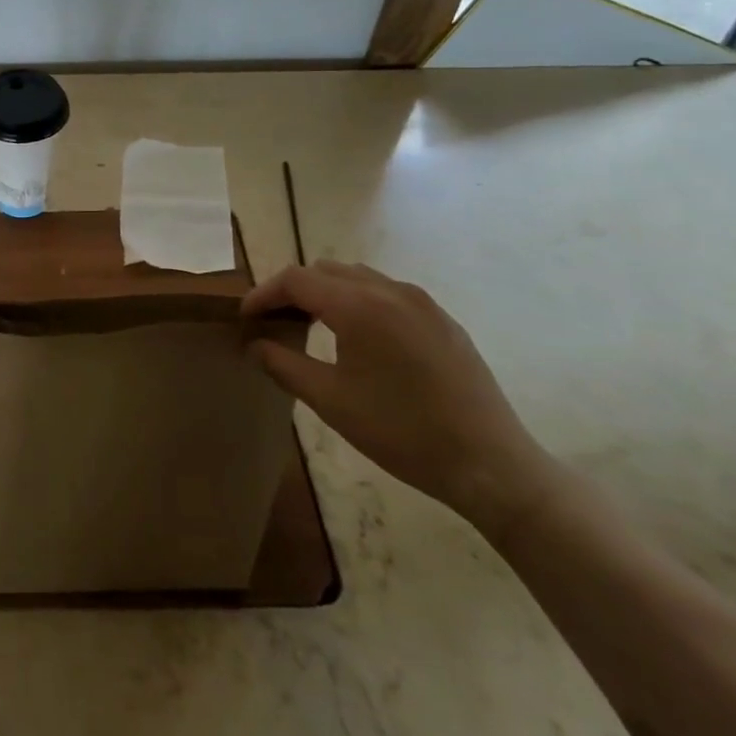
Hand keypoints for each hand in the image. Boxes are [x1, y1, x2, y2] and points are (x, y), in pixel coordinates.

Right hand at [242, 261, 553, 535]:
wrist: (490, 464)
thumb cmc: (402, 433)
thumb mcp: (331, 402)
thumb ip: (284, 365)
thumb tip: (255, 345)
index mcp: (359, 306)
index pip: (296, 280)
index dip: (264, 294)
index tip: (245, 318)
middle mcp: (389, 290)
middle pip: (325, 271)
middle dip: (293, 289)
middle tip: (274, 322)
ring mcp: (421, 302)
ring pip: (358, 277)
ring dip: (326, 292)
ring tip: (311, 325)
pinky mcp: (442, 319)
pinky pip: (387, 293)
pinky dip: (359, 301)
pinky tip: (359, 338)